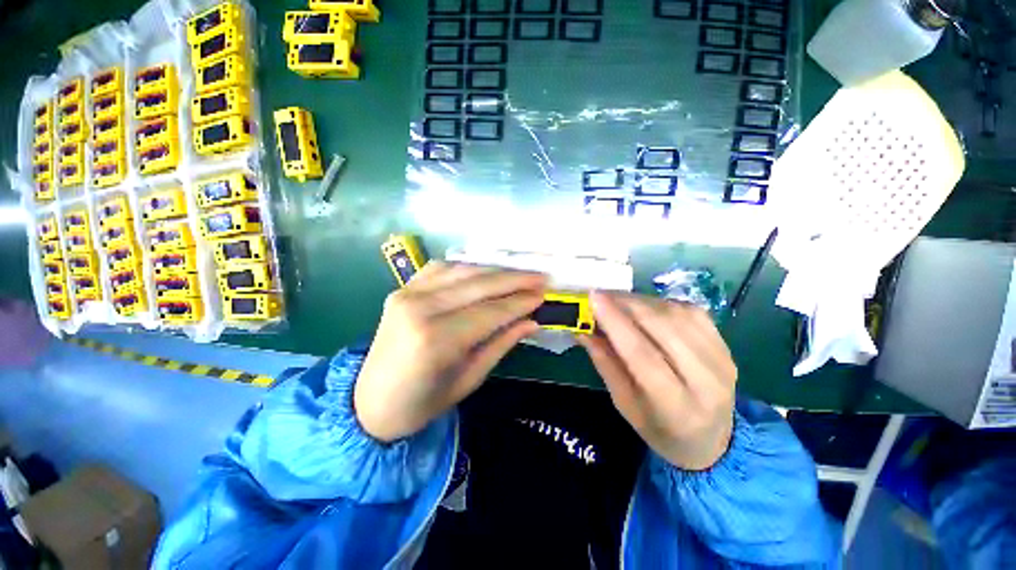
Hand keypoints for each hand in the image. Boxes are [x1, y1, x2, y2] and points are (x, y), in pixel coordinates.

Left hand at [354, 262, 545, 441]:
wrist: (370, 403)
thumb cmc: (423, 403)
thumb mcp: (470, 379)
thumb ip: (501, 344)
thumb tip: (532, 321)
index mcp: (437, 339)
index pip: (491, 311)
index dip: (520, 301)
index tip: (544, 294)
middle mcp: (421, 308)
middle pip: (479, 285)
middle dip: (514, 279)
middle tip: (540, 277)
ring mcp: (408, 293)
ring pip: (462, 271)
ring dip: (495, 270)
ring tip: (519, 272)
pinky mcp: (402, 289)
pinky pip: (441, 268)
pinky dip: (467, 267)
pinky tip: (485, 271)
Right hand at [578, 292, 736, 470]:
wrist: (712, 438)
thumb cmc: (659, 428)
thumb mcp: (624, 403)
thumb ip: (604, 363)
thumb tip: (582, 328)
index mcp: (677, 407)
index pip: (642, 355)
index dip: (615, 322)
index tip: (592, 298)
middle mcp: (707, 380)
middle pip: (661, 327)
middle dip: (625, 304)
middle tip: (599, 295)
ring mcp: (722, 358)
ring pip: (675, 314)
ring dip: (640, 301)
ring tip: (616, 301)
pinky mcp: (725, 343)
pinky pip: (688, 310)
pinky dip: (659, 303)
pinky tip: (643, 307)